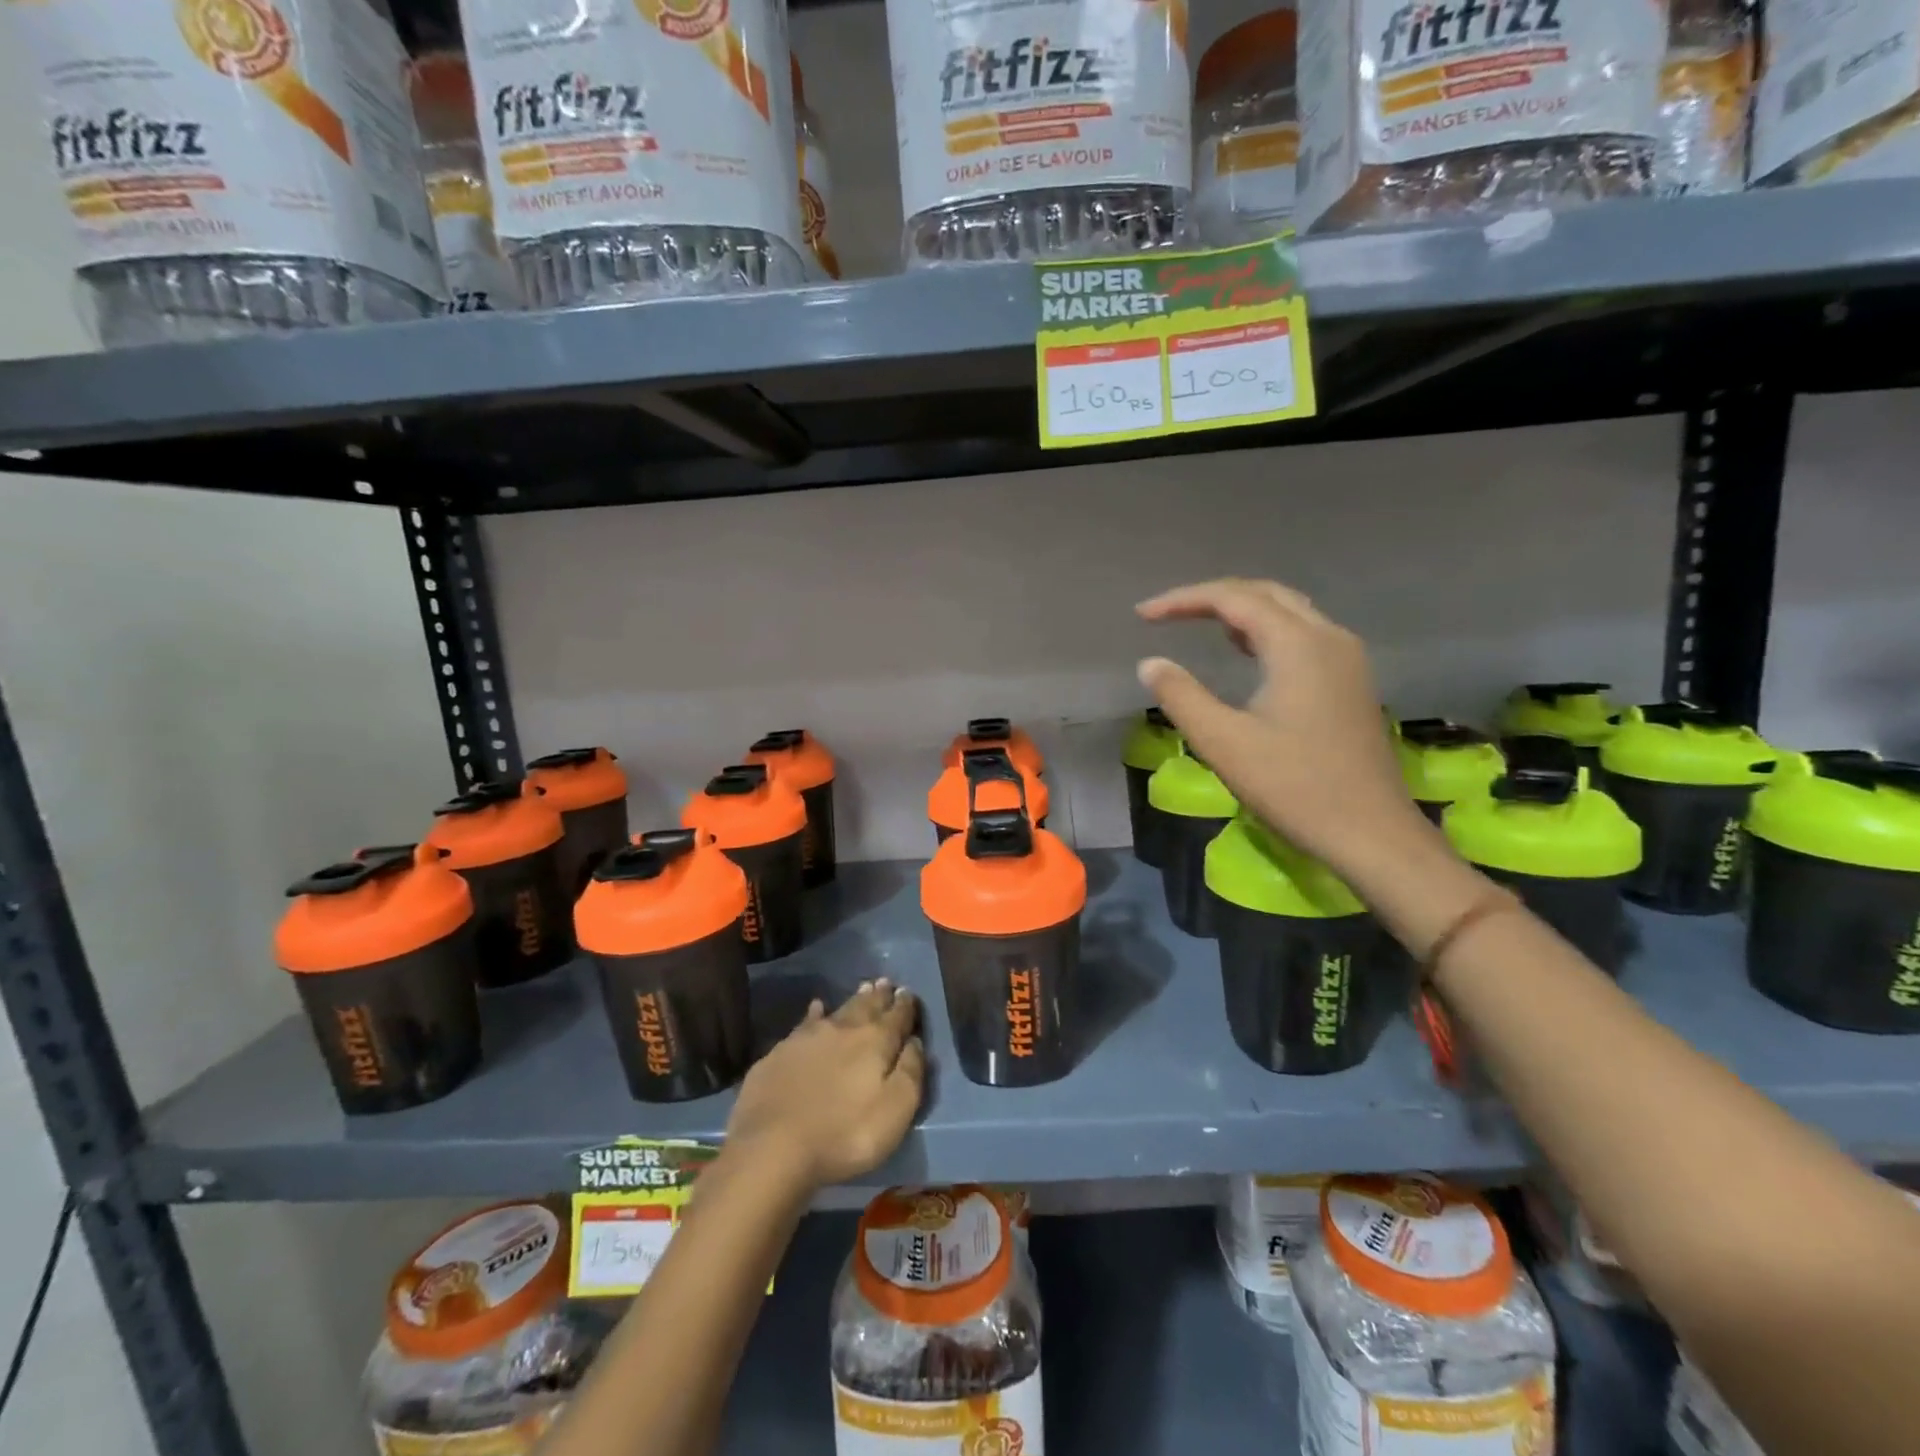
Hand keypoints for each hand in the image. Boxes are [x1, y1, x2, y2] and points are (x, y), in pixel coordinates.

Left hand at [724, 980, 924, 1190]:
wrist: (772, 1147)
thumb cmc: (844, 1135)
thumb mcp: (894, 1112)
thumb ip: (910, 1072)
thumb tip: (915, 1042)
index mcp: (875, 1042)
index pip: (897, 1017)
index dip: (905, 1005)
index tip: (908, 993)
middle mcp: (843, 1029)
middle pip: (867, 1006)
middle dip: (879, 995)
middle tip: (886, 982)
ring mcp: (808, 1037)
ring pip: (838, 1010)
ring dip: (854, 999)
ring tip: (863, 988)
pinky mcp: (780, 1052)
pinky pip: (805, 1022)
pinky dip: (815, 1013)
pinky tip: (816, 1008)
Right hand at [1136, 577, 1433, 878]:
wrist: (1371, 833)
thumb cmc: (1294, 787)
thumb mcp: (1224, 742)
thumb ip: (1181, 696)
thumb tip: (1150, 664)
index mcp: (1299, 645)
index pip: (1233, 599)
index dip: (1183, 600)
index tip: (1142, 615)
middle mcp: (1329, 637)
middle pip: (1265, 594)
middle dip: (1212, 597)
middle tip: (1168, 614)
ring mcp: (1347, 659)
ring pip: (1289, 611)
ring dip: (1242, 611)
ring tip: (1199, 626)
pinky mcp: (1352, 682)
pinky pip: (1304, 634)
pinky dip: (1267, 631)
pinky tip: (1247, 654)